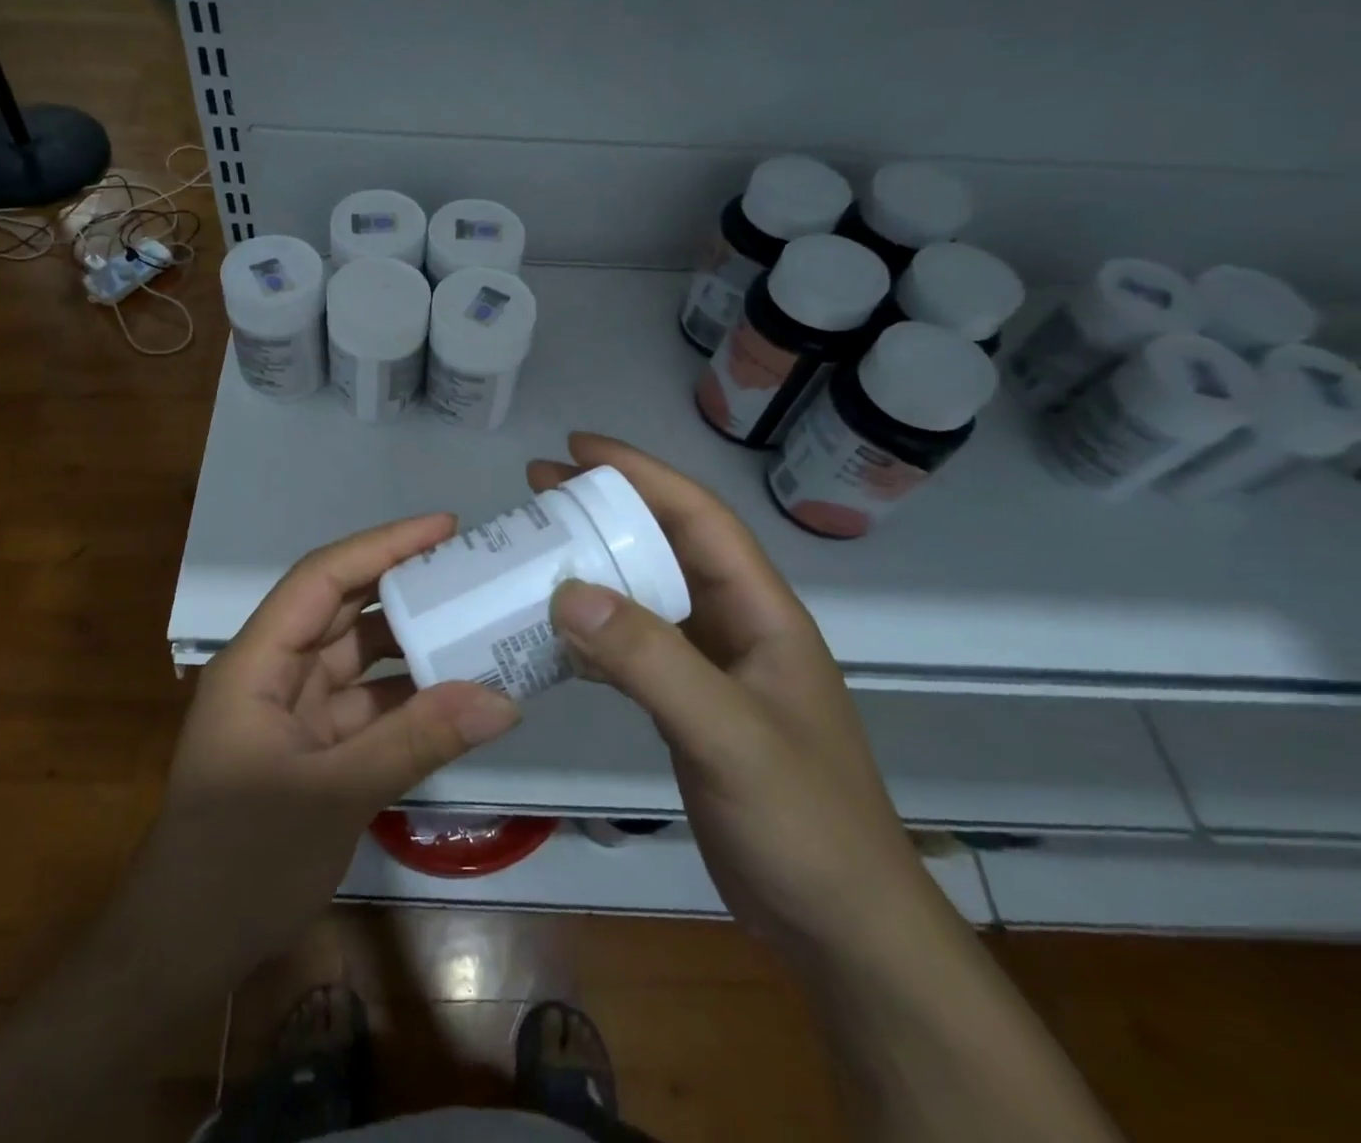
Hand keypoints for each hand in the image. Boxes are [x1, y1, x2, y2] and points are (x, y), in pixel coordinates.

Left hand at [124, 513, 521, 983]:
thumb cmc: (238, 861)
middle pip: (343, 610)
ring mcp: (293, 711)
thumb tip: (502, 698)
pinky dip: (408, 700)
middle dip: (405, 587)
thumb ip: (417, 741)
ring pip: (359, 659)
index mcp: (257, 661)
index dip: (383, 546)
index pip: (322, 579)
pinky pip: (367, 706)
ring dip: (412, 646)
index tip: (445, 528)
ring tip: (477, 625)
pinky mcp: (312, 748)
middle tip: (472, 570)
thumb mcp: (334, 794)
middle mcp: (273, 672)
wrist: (184, 952)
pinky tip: (457, 696)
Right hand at [530, 434, 943, 969]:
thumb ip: (652, 661)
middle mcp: (736, 626)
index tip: (577, 448)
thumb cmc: (804, 823)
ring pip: (644, 595)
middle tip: (538, 488)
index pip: (698, 517)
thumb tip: (568, 591)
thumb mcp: (728, 735)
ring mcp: (712, 667)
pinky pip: (633, 648)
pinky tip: (552, 632)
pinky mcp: (689, 706)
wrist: (841, 928)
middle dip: (606, 509)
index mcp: (761, 611)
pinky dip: (592, 631)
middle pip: (665, 546)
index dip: (641, 473)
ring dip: (593, 567)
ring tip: (535, 548)